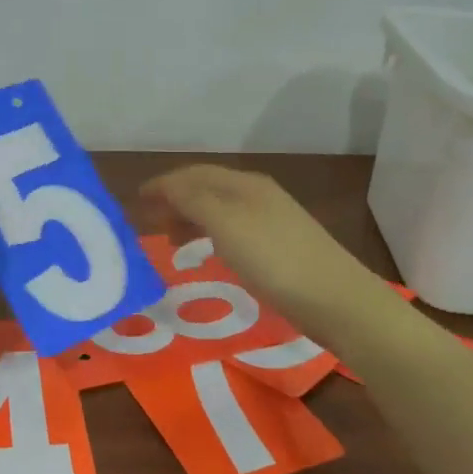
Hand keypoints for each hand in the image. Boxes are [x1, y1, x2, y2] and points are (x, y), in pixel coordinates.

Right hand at [138, 164, 376, 337]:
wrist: (336, 299)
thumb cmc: (274, 258)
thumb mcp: (225, 223)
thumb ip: (191, 200)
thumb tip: (165, 187)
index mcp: (244, 184)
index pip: (194, 173)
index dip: (163, 184)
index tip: (136, 201)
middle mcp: (258, 195)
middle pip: (208, 189)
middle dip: (176, 201)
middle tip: (151, 224)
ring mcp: (273, 221)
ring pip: (221, 210)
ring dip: (192, 219)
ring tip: (175, 243)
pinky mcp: (281, 248)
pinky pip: (234, 231)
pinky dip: (212, 236)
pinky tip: (211, 254)